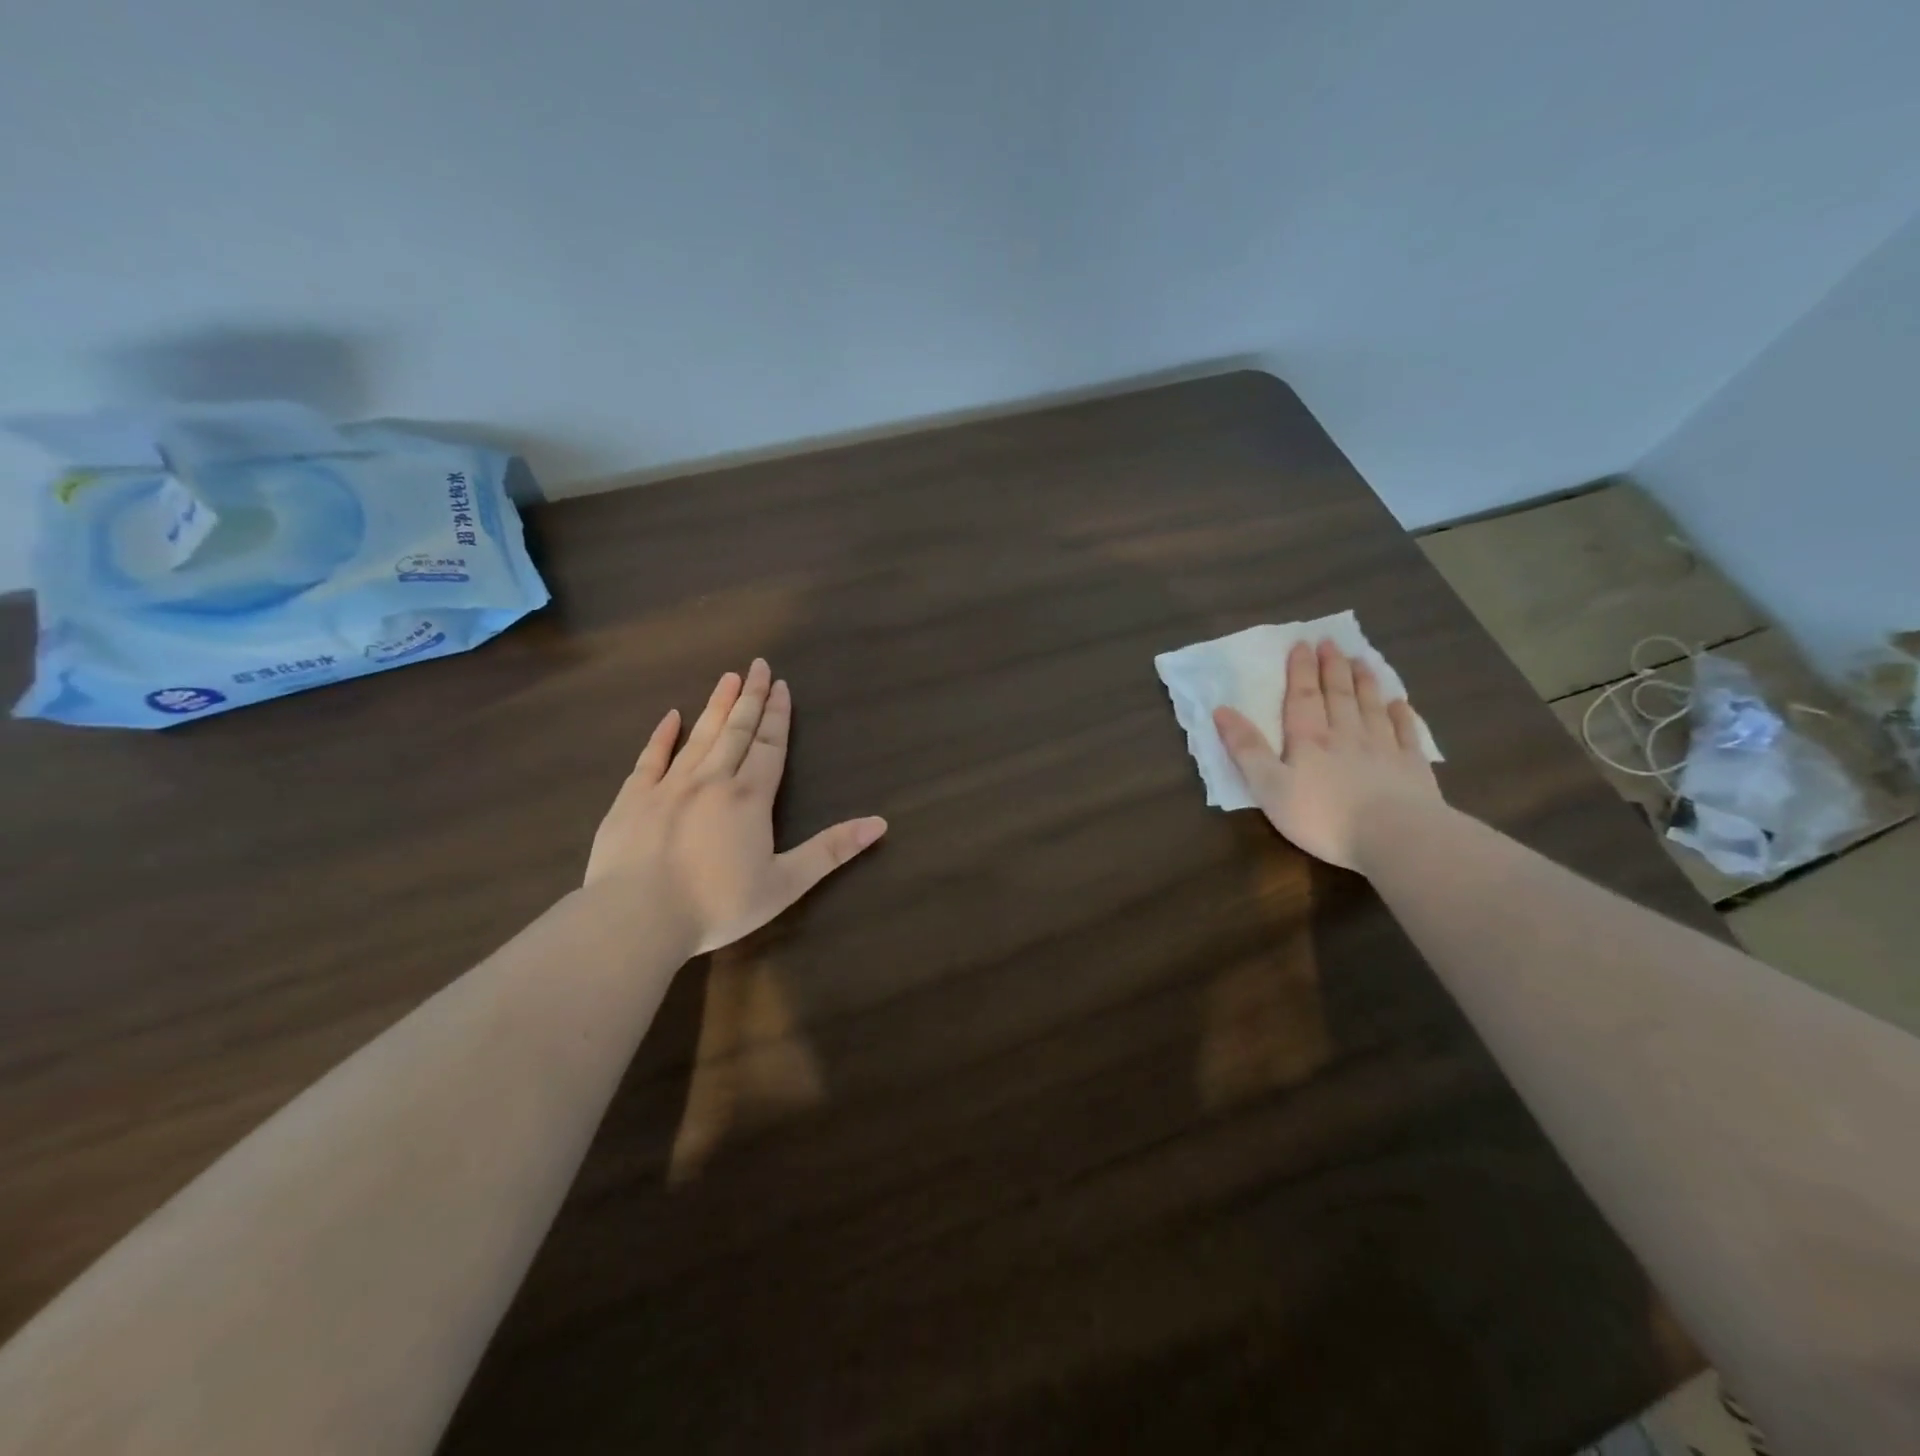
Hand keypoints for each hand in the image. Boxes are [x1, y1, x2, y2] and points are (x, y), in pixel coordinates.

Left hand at [585, 659, 886, 954]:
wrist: (637, 918)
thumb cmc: (717, 904)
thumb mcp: (786, 883)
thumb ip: (831, 850)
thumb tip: (880, 823)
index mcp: (750, 798)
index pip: (770, 746)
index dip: (778, 715)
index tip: (781, 685)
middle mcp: (712, 780)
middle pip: (737, 730)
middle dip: (750, 697)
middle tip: (758, 665)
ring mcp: (668, 785)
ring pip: (699, 736)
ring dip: (716, 706)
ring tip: (728, 678)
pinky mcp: (633, 798)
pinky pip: (650, 757)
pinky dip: (662, 735)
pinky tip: (672, 716)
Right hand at [1213, 639, 1440, 871]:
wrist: (1394, 836)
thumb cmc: (1322, 815)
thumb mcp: (1269, 787)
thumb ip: (1246, 749)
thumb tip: (1221, 710)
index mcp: (1309, 740)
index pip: (1302, 697)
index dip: (1300, 670)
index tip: (1302, 644)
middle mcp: (1346, 735)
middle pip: (1338, 695)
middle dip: (1332, 668)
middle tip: (1331, 642)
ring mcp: (1384, 749)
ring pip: (1371, 707)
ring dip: (1364, 682)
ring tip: (1361, 660)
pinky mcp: (1412, 768)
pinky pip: (1406, 733)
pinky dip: (1402, 716)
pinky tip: (1401, 703)